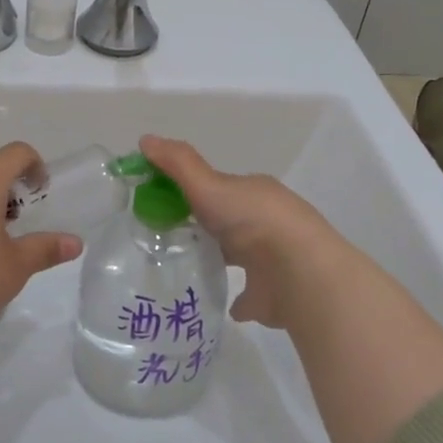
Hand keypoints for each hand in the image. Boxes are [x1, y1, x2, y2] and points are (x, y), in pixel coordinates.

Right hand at [138, 134, 357, 331]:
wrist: (298, 271)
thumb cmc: (252, 220)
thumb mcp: (208, 185)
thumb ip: (177, 164)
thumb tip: (144, 139)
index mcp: (253, 194)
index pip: (218, 188)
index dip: (191, 191)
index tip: (160, 202)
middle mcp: (266, 223)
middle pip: (229, 221)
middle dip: (205, 226)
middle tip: (166, 237)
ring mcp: (272, 261)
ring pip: (241, 257)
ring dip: (219, 259)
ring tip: (184, 269)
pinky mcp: (272, 296)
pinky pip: (249, 296)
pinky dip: (237, 298)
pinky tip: (218, 303)